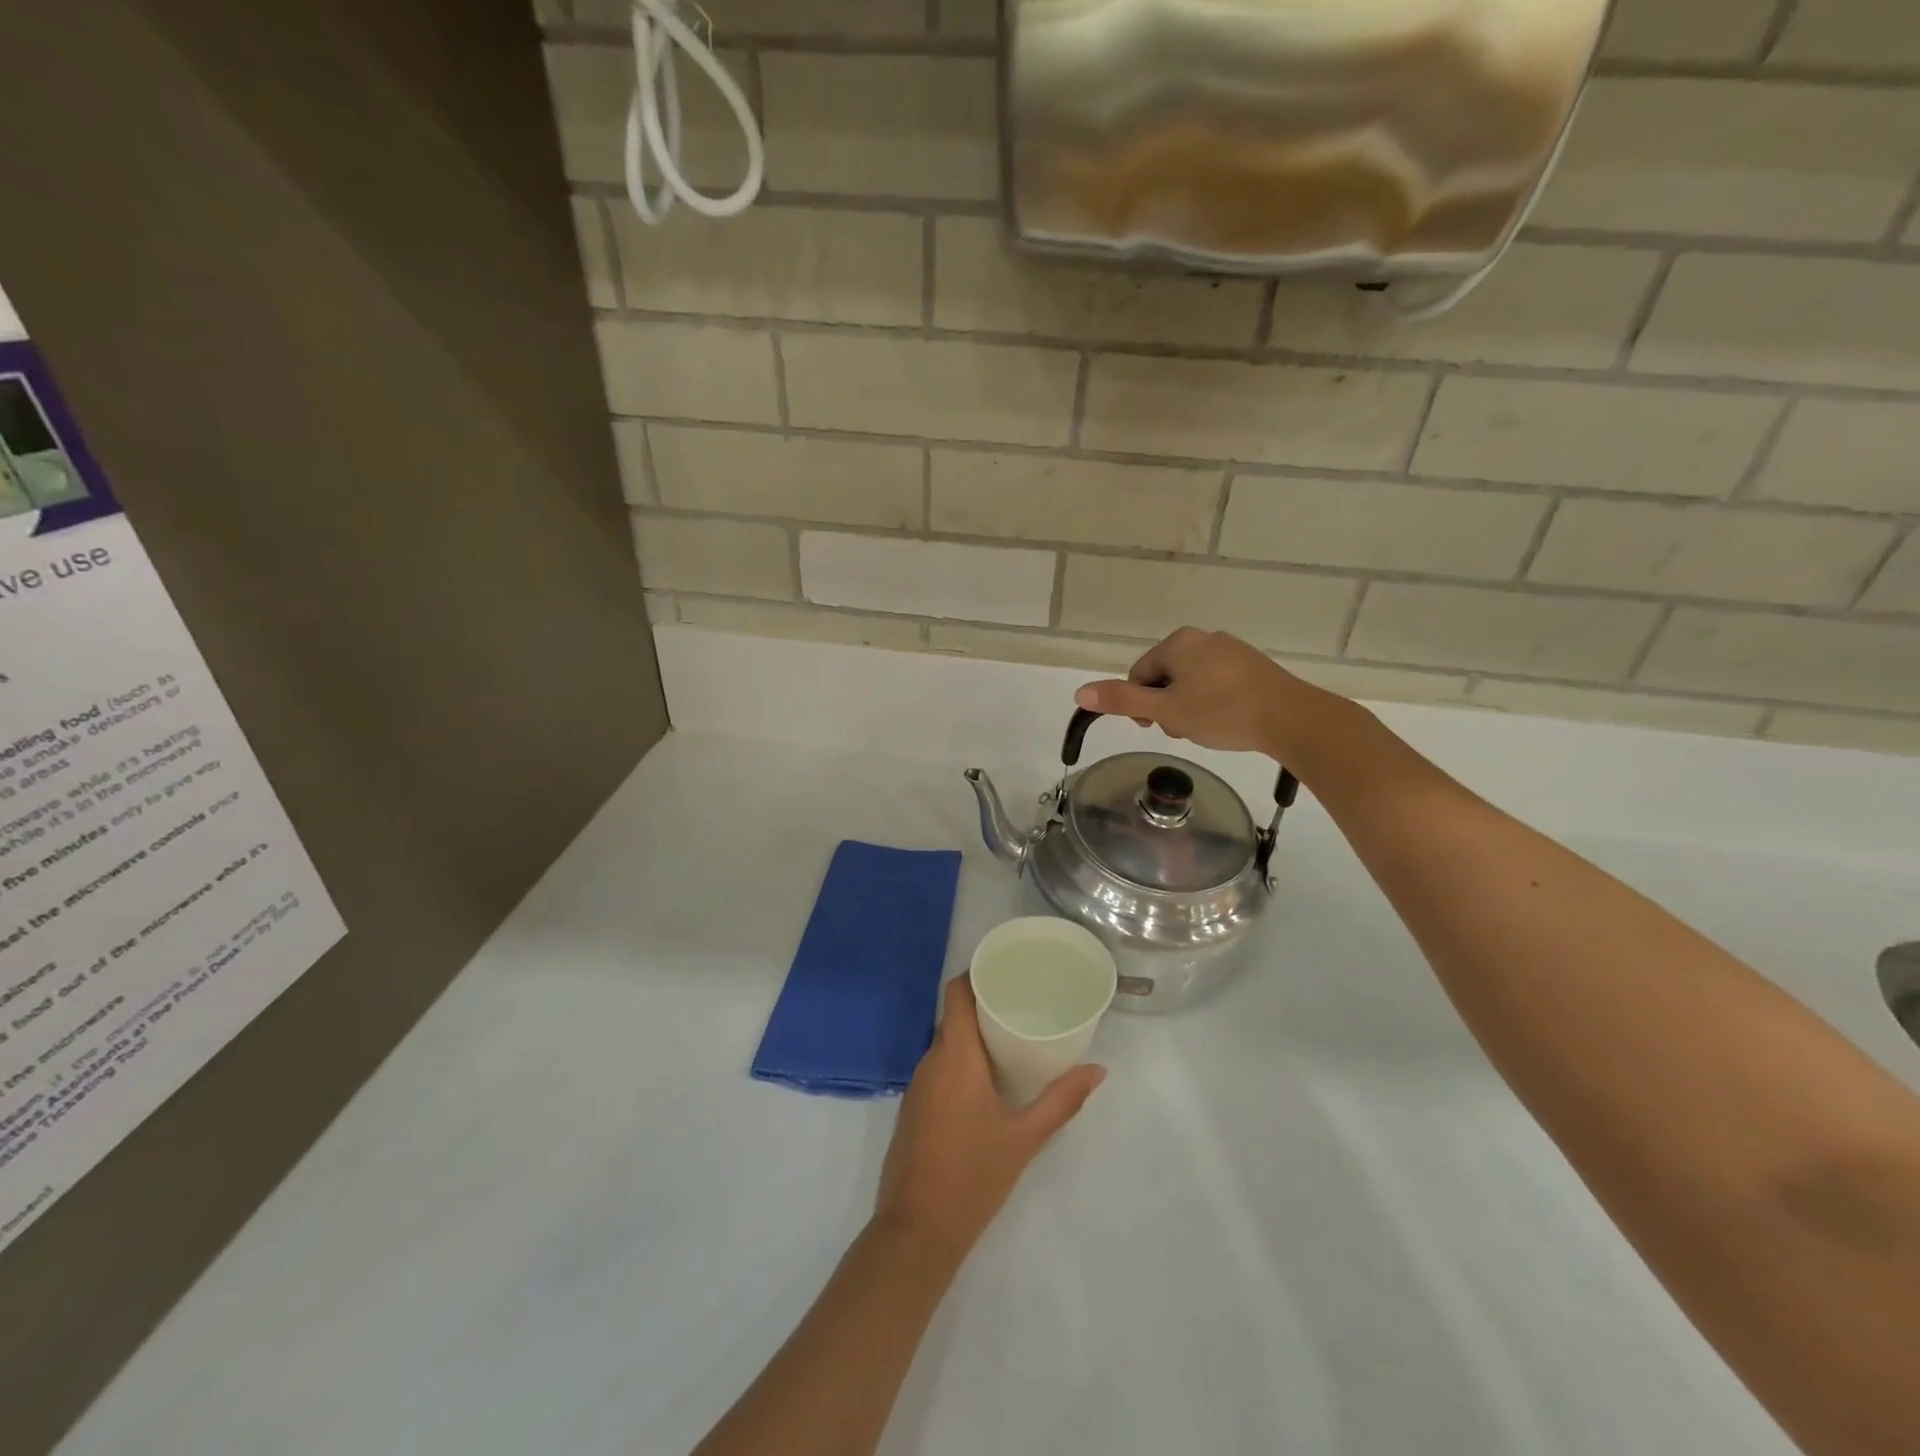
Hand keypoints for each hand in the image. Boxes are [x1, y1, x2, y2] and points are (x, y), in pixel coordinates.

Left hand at [875, 976, 1104, 1258]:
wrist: (917, 1230)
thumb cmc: (974, 1176)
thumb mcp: (1025, 1138)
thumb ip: (1061, 1100)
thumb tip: (1097, 1070)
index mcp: (955, 1056)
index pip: (955, 993)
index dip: (975, 975)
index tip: (1004, 970)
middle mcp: (930, 1061)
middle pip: (953, 1016)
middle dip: (983, 1006)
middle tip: (1020, 1005)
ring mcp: (917, 1085)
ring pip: (945, 1044)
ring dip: (972, 1037)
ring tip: (1008, 1038)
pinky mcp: (912, 1108)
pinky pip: (937, 1069)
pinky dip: (959, 1063)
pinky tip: (984, 1080)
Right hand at [1073, 627, 1324, 756]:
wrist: (1290, 718)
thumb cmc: (1221, 712)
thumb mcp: (1165, 711)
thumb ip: (1123, 701)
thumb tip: (1080, 692)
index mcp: (1178, 642)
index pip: (1139, 674)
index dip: (1140, 705)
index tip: (1154, 727)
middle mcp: (1203, 638)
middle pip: (1165, 677)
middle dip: (1166, 706)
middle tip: (1183, 730)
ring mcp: (1231, 649)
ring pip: (1191, 682)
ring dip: (1188, 707)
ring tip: (1207, 729)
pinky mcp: (1252, 665)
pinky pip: (1217, 683)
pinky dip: (1213, 702)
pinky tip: (1227, 721)